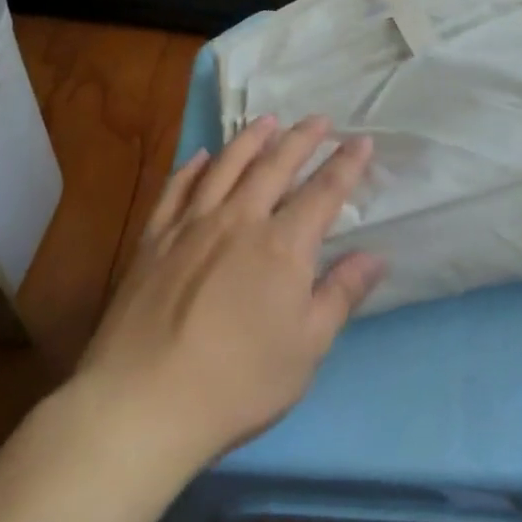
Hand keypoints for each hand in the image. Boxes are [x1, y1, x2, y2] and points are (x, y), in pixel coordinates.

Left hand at [77, 115, 385, 471]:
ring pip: (225, 166)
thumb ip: (341, 294)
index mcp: (282, 246)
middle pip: (275, 166)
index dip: (345, 164)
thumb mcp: (306, 347)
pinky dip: (192, 167)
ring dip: (250, 139)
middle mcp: (239, 220)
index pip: (323, 192)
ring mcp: (191, 224)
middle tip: (319, 120)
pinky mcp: (154, 238)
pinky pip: (176, 188)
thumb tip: (376, 256)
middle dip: (301, 139)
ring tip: (266, 120)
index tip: (361, 141)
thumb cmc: (239, 383)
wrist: (144, 401)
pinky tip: (200, 157)